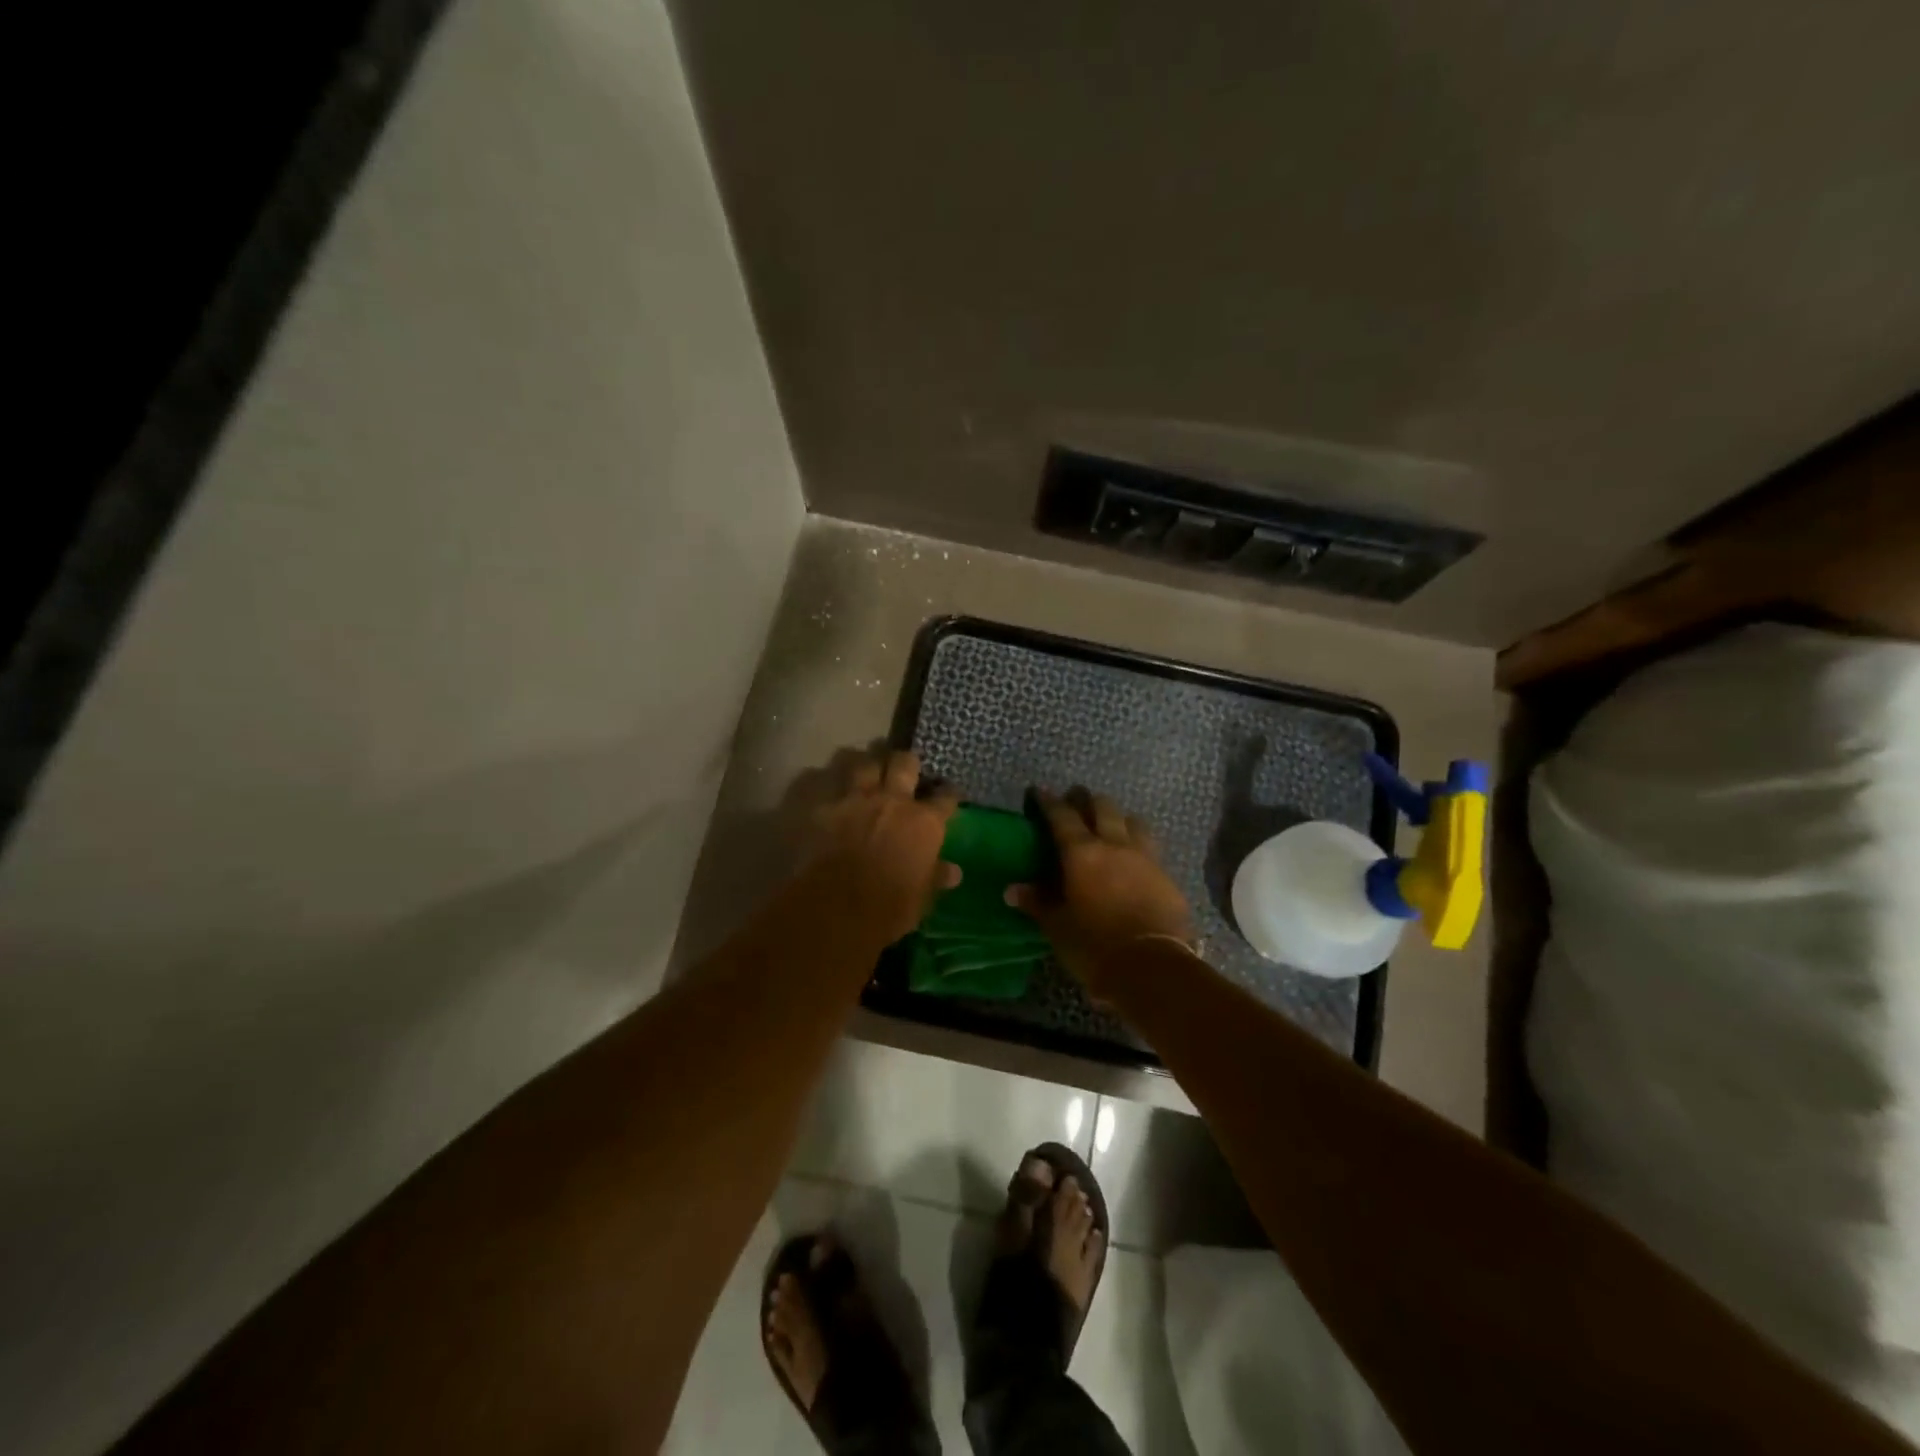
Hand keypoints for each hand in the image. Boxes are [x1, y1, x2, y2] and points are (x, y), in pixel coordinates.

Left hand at [802, 748, 959, 944]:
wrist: (835, 908)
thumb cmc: (888, 909)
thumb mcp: (921, 899)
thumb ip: (936, 878)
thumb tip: (955, 872)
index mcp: (924, 823)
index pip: (945, 798)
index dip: (948, 793)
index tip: (948, 793)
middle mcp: (893, 800)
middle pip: (904, 763)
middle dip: (906, 762)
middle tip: (904, 768)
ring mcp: (855, 798)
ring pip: (863, 762)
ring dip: (866, 762)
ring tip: (865, 767)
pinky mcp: (822, 805)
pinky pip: (823, 780)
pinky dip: (826, 781)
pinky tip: (826, 785)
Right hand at [1010, 788, 1193, 994]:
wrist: (1152, 967)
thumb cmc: (1094, 946)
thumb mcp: (1058, 926)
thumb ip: (1037, 902)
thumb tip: (1012, 889)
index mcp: (1082, 853)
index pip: (1062, 816)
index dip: (1049, 802)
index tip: (1040, 792)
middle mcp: (1115, 845)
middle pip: (1103, 806)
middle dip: (1087, 800)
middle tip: (1076, 803)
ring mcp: (1146, 858)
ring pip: (1133, 821)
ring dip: (1118, 818)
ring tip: (1110, 826)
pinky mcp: (1167, 876)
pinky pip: (1150, 848)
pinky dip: (1138, 845)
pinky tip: (1133, 860)